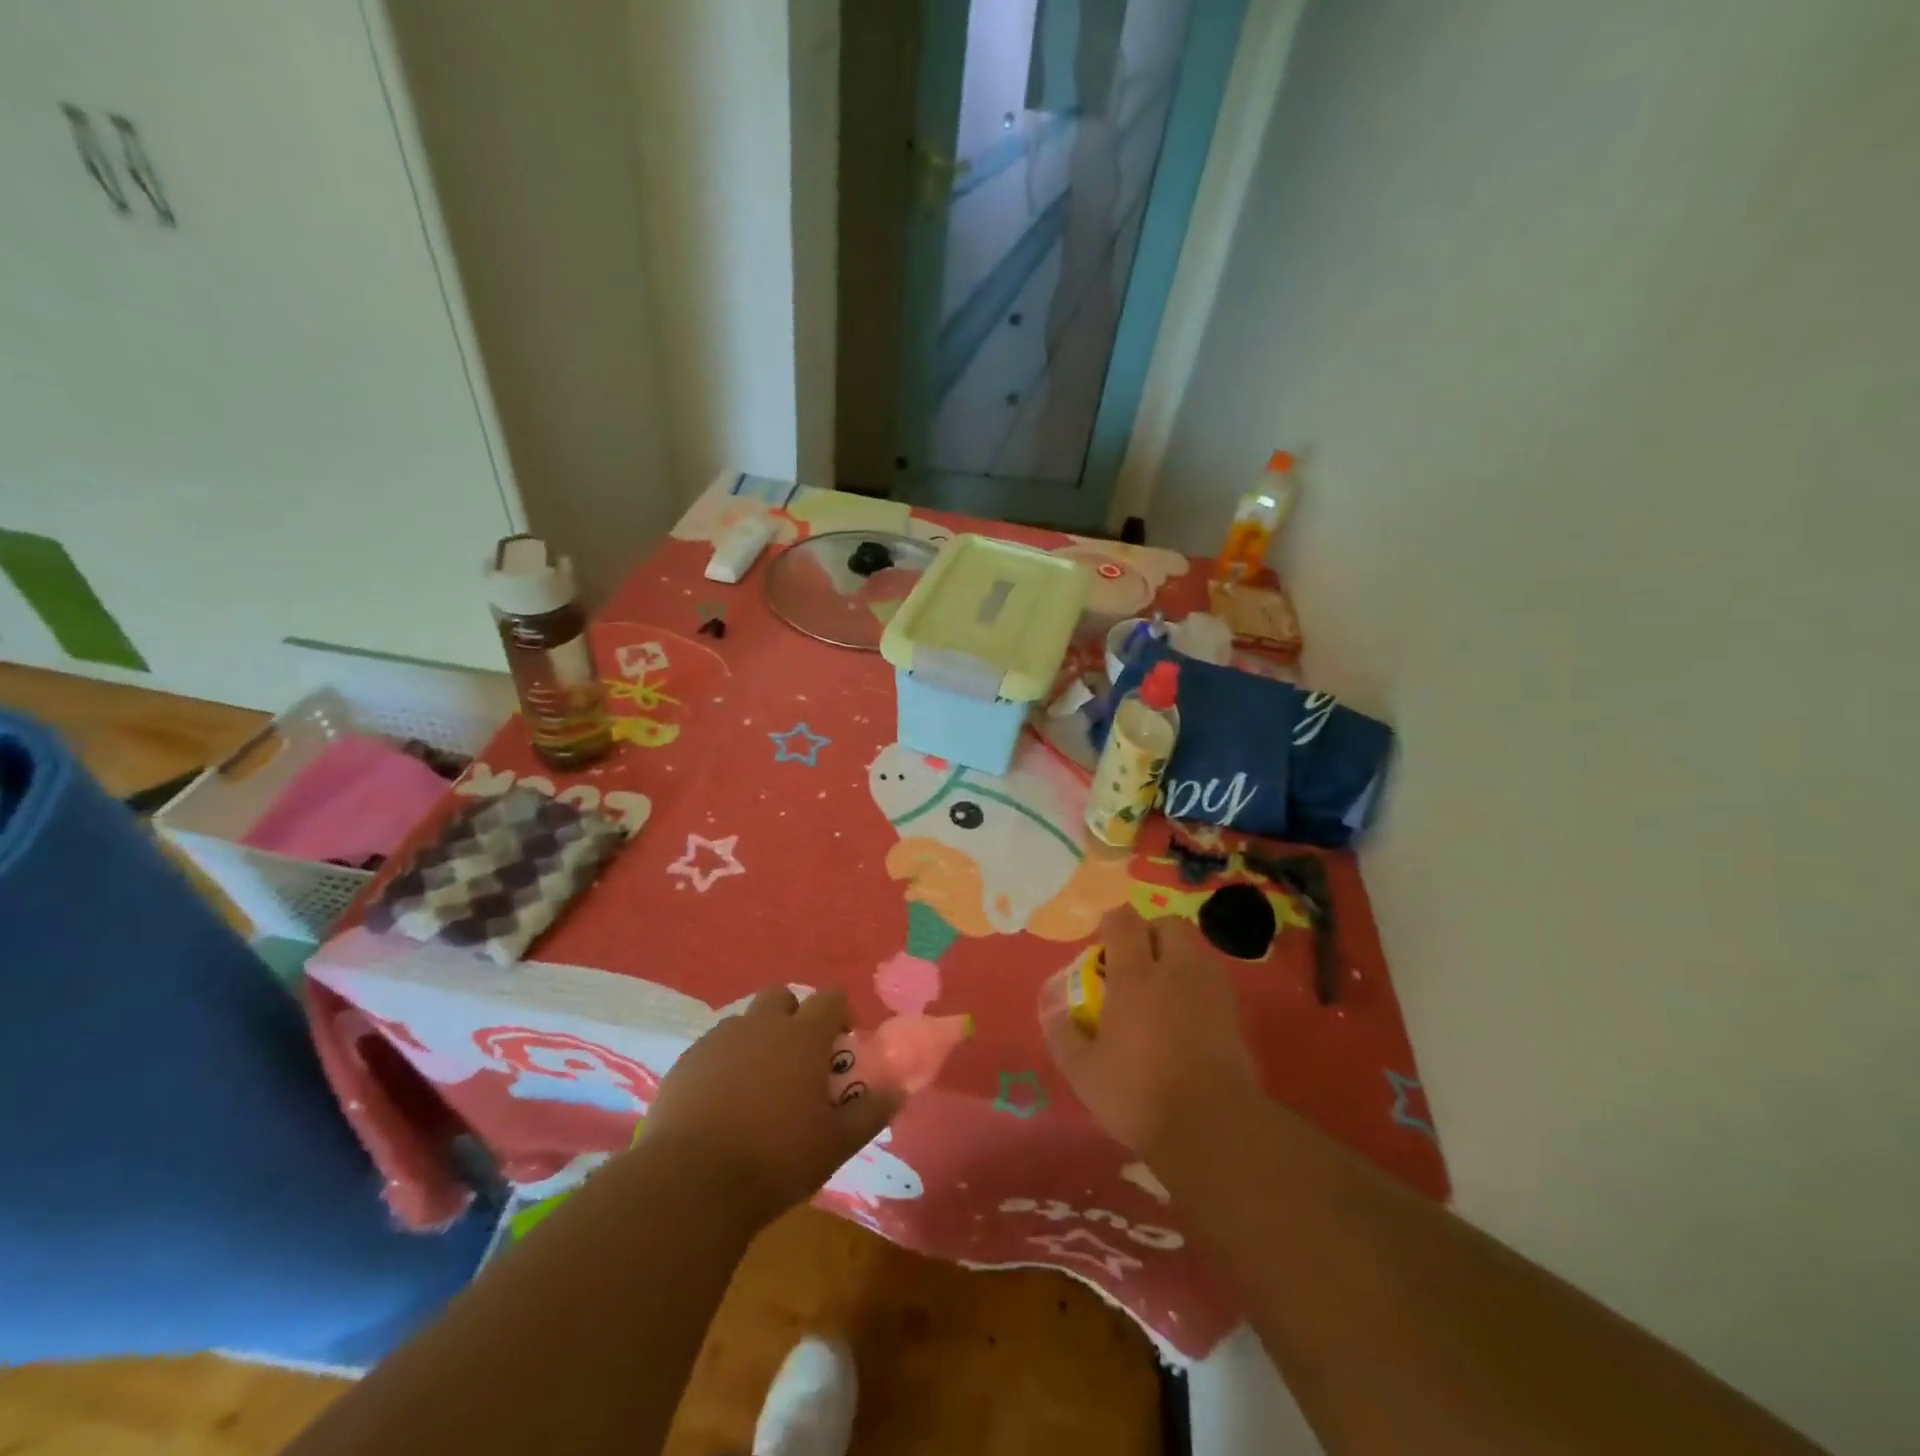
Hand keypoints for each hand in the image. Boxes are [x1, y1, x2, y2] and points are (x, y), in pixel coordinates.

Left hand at [643, 986, 899, 1225]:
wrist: (690, 1184)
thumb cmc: (775, 1159)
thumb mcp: (836, 1144)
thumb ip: (872, 1112)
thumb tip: (899, 1090)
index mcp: (803, 1035)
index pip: (831, 997)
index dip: (841, 1014)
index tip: (842, 1045)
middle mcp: (761, 1025)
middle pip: (783, 997)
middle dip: (795, 1017)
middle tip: (799, 1060)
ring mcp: (719, 1040)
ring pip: (745, 1022)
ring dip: (758, 1039)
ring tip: (759, 1085)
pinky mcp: (686, 1063)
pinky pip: (714, 1048)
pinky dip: (725, 1063)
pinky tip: (723, 1103)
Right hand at [1040, 910, 1260, 1163]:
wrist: (1213, 1129)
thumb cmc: (1139, 1095)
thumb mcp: (1083, 1071)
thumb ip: (1064, 1034)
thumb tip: (1054, 1010)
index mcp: (1135, 977)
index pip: (1124, 922)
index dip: (1111, 923)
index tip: (1102, 945)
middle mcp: (1175, 971)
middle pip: (1168, 926)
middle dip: (1150, 933)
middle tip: (1134, 963)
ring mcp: (1210, 990)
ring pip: (1195, 949)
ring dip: (1176, 957)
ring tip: (1161, 988)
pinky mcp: (1233, 1014)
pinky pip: (1212, 979)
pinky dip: (1196, 983)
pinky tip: (1184, 1015)